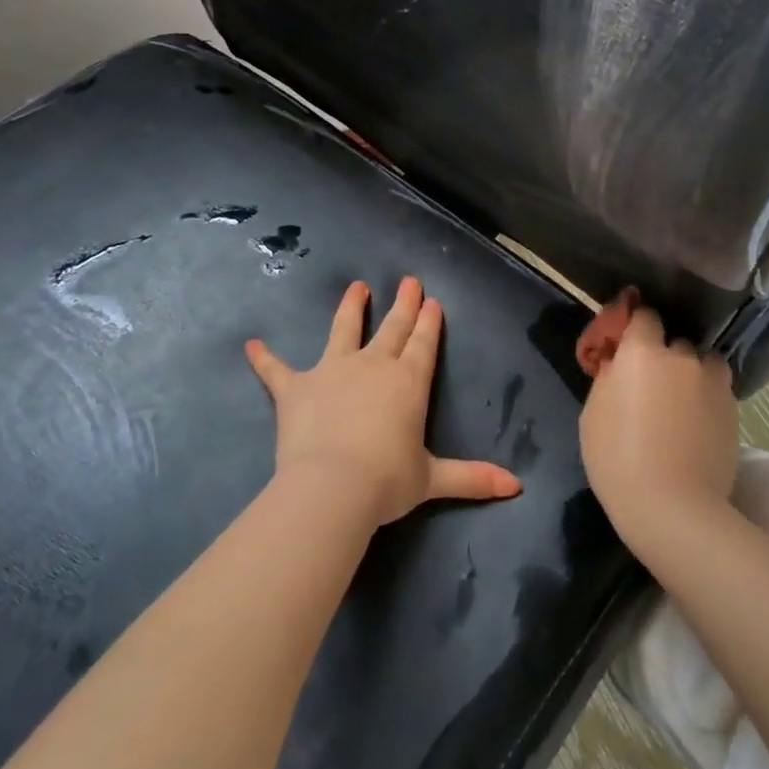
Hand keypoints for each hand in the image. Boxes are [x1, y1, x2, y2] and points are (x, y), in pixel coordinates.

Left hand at [245, 277, 522, 528]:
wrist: (332, 487)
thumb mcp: (433, 479)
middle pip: (392, 328)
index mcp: (408, 382)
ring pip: (343, 330)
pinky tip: (251, 345)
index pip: (423, 344)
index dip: (428, 322)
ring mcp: (333, 371)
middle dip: (403, 304)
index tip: (431, 301)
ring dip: (351, 308)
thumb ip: (473, 478)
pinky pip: (276, 370)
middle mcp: (373, 366)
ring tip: (356, 287)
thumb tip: (517, 487)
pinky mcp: (296, 388)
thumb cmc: (387, 481)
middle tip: (408, 281)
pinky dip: (264, 359)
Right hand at [579, 306, 738, 545]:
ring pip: (703, 363)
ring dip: (692, 372)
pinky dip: (707, 396)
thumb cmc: (618, 459)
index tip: (628, 345)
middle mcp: (682, 357)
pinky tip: (696, 422)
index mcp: (643, 352)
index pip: (644, 315)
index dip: (636, 327)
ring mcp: (712, 382)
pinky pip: (717, 388)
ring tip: (681, 400)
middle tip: (651, 384)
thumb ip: (609, 377)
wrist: (673, 507)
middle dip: (664, 356)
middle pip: (674, 341)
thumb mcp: (593, 414)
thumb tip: (618, 363)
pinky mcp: (733, 408)